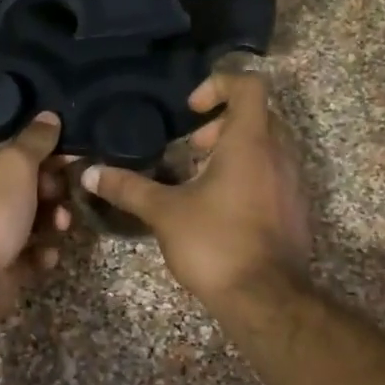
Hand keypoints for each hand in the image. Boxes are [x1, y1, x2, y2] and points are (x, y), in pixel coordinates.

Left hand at [0, 113, 70, 323]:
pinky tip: (47, 256)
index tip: (68, 161)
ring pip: (28, 225)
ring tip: (61, 227)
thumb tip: (50, 116)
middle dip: (49, 194)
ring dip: (50, 223)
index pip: (8, 158)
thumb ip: (35, 140)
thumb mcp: (15, 164)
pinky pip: (27, 256)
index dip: (40, 157)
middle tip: (62, 197)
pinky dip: (40, 255)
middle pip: (21, 191)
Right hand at [80, 72, 311, 309]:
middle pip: (256, 116)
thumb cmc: (215, 243)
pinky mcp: (295, 210)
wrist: (266, 298)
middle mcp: (278, 154)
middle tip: (191, 148)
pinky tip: (219, 207)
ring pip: (267, 147)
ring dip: (234, 151)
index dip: (218, 85)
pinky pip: (273, 175)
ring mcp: (292, 183)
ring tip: (199, 178)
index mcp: (250, 142)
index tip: (190, 111)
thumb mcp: (164, 212)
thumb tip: (90, 172)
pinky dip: (248, 176)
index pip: (248, 85)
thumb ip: (128, 188)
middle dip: (220, 124)